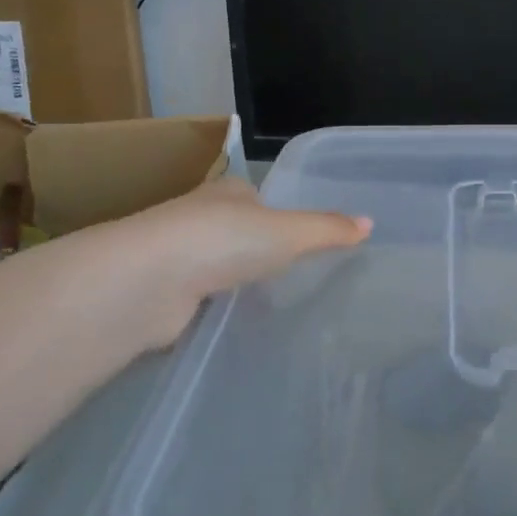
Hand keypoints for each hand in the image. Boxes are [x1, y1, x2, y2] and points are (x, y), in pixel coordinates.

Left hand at [76, 176, 371, 355]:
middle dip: (257, 249)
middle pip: (237, 231)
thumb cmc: (223, 240)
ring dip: (234, 280)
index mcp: (229, 192)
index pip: (258, 197)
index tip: (301, 237)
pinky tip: (236, 323)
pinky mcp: (165, 295)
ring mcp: (178, 257)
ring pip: (216, 266)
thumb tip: (370, 223)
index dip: (279, 214)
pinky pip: (201, 299)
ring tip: (270, 301)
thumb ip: (327, 230)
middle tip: (293, 273)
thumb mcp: (288, 232)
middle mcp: (200, 218)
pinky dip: (215, 308)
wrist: (146, 282)